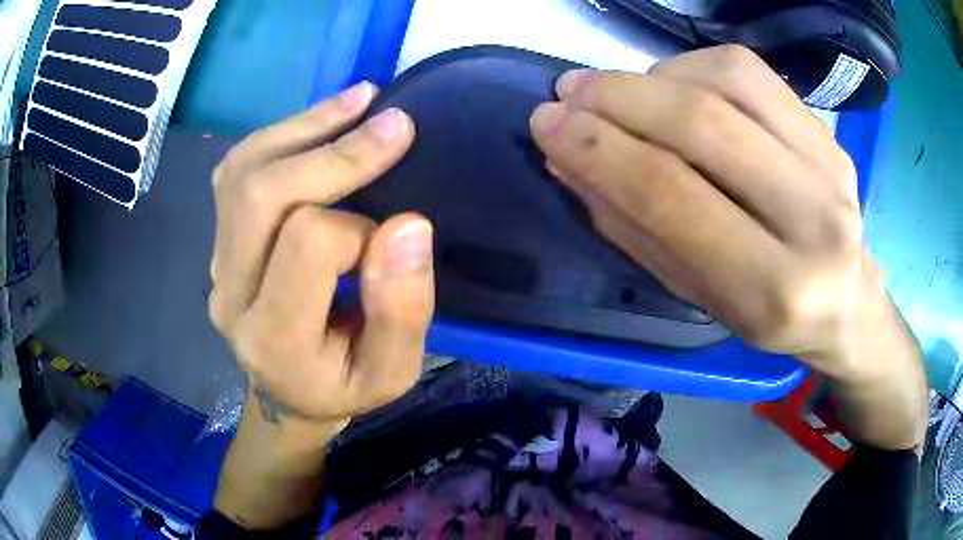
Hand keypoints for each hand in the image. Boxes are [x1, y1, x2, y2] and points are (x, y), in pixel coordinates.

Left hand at [209, 83, 434, 528]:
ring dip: (305, 127)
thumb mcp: (393, 372)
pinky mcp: (219, 240)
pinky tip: (324, 119)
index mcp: (273, 338)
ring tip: (360, 100)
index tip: (397, 235)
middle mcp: (230, 294)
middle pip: (262, 194)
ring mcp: (216, 263)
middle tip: (395, 125)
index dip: (363, 227)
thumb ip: (403, 310)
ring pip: (243, 171)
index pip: (310, 244)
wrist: (288, 393)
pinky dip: (283, 135)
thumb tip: (409, 224)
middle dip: (333, 153)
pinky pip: (238, 170)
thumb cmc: (344, 386)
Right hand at [531, 46, 926, 448]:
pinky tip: (671, 85)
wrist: (845, 301)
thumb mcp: (696, 294)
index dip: (598, 149)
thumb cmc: (767, 314)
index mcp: (772, 290)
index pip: (672, 195)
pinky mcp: (828, 131)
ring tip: (617, 93)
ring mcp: (829, 164)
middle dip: (617, 98)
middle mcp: (813, 221)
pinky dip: (693, 66)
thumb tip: (568, 159)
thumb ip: (633, 227)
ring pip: (727, 81)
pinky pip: (750, 70)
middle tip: (567, 92)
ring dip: (653, 77)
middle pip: (703, 123)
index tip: (545, 124)